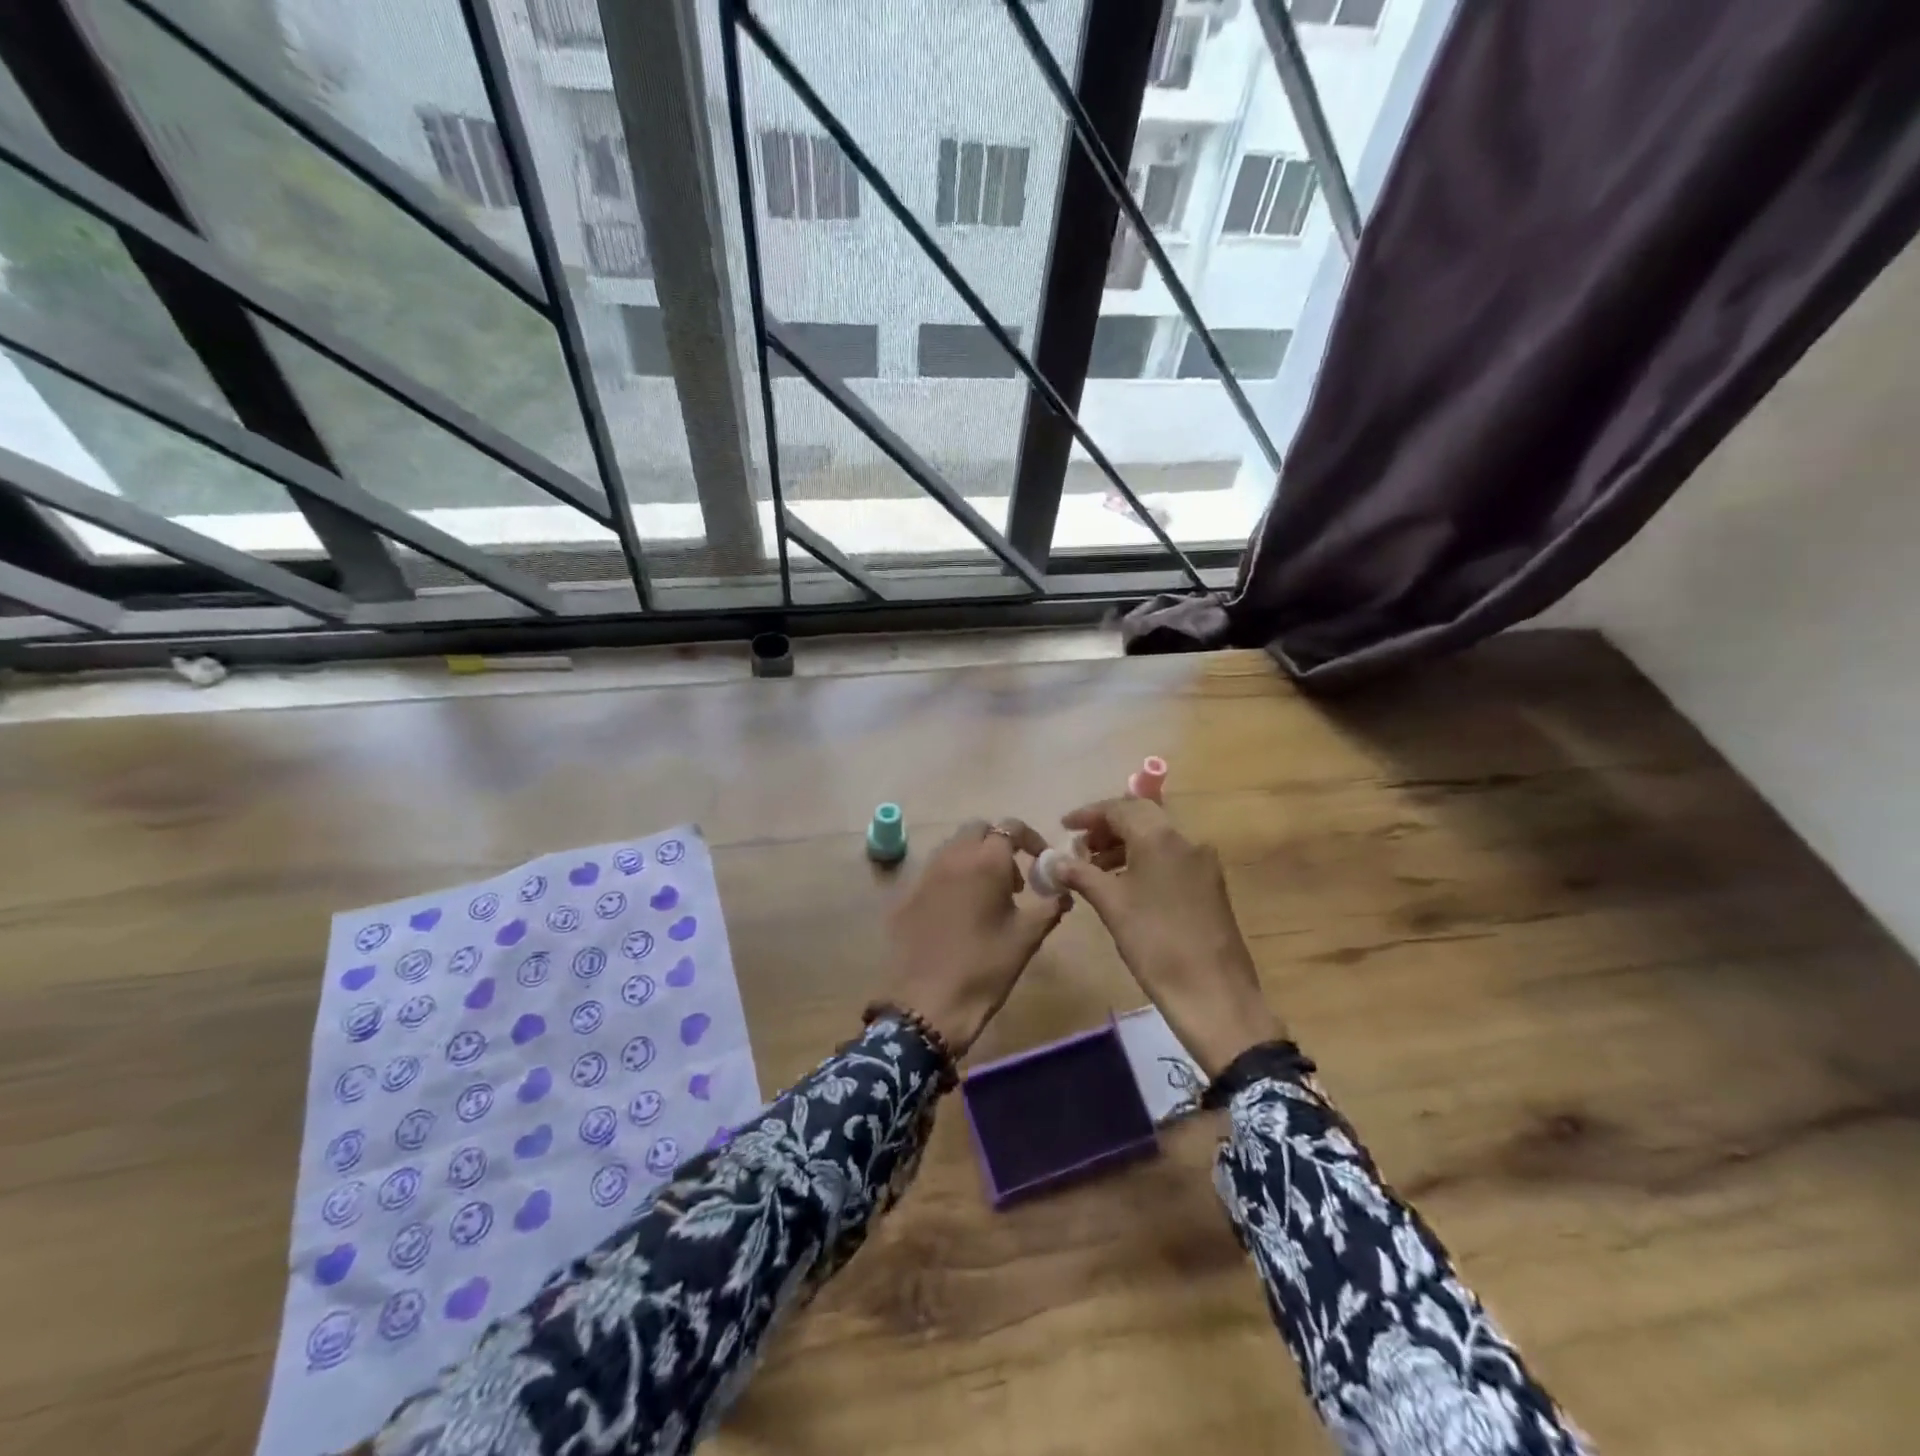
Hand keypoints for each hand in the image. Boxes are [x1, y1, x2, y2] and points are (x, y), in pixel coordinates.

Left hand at [879, 818, 1067, 1055]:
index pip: (1011, 826)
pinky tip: (959, 913)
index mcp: (985, 861)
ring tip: (987, 897)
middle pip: (978, 830)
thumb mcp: (1026, 938)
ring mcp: (924, 873)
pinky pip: (933, 871)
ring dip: (974, 859)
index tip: (1041, 861)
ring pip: (953, 847)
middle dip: (999, 844)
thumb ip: (1050, 907)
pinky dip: (951, 877)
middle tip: (1013, 880)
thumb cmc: (985, 967)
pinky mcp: (906, 894)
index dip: (1030, 838)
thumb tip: (1063, 892)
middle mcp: (952, 856)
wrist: (926, 1003)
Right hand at [1052, 798, 1282, 1077]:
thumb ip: (1082, 875)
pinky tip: (1125, 884)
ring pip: (1158, 837)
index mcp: (1160, 838)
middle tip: (1080, 846)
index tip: (1064, 827)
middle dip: (1108, 826)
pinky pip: (1171, 857)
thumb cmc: (1155, 944)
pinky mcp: (1210, 884)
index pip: (1120, 808)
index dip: (1089, 814)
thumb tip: (1056, 861)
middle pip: (1142, 816)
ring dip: (1125, 844)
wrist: (1214, 993)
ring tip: (1096, 868)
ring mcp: (1202, 862)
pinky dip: (1144, 859)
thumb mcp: (1111, 906)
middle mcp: (1186, 840)